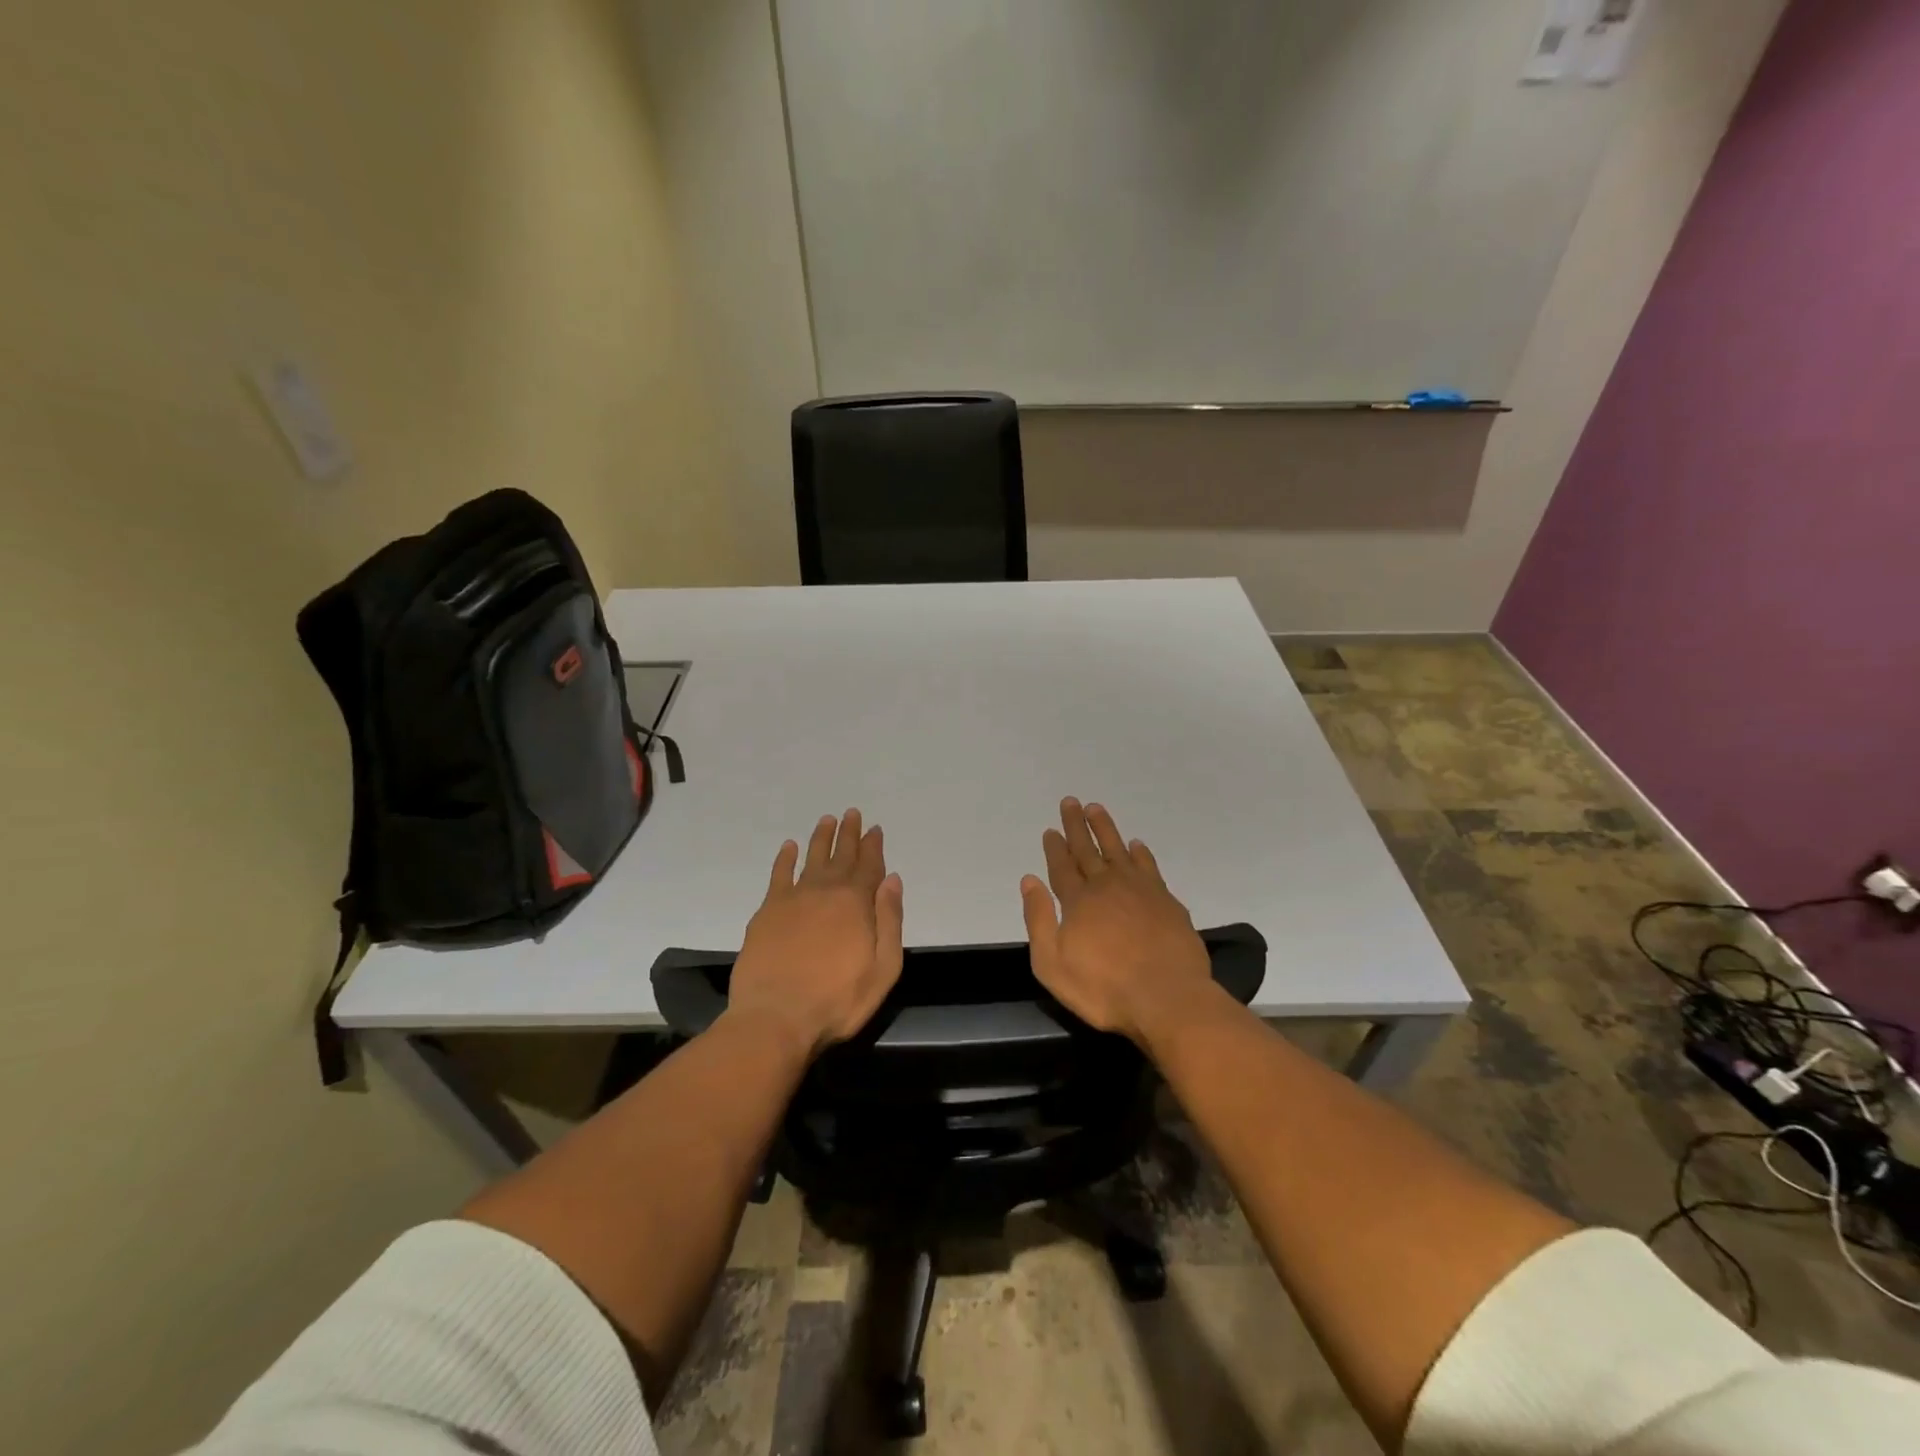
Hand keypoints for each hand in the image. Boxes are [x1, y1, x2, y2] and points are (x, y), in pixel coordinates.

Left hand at [725, 809, 904, 1058]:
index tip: (875, 828)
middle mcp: (826, 891)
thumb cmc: (838, 1000)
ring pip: (811, 858)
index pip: (869, 866)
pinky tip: (789, 847)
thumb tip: (892, 880)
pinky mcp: (767, 911)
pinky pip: (779, 875)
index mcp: (856, 903)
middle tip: (852, 813)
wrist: (776, 1017)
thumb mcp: (884, 968)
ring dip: (821, 838)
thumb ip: (890, 921)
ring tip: (827, 820)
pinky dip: (785, 859)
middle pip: (841, 856)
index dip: (873, 846)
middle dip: (849, 834)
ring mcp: (794, 899)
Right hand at [1020, 799, 1219, 1048]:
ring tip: (1096, 808)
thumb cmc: (1104, 989)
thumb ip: (1038, 920)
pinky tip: (1136, 844)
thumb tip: (1029, 880)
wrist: (1168, 999)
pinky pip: (1149, 866)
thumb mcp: (1052, 964)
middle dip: (1077, 825)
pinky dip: (1141, 853)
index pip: (1062, 866)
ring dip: (1105, 829)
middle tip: (1071, 801)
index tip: (1050, 829)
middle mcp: (1107, 887)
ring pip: (1118, 850)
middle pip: (1088, 850)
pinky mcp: (1166, 901)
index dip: (1055, 847)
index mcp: (1078, 902)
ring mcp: (1140, 891)